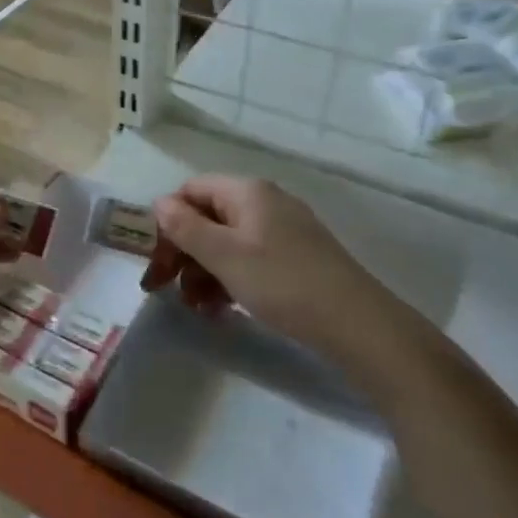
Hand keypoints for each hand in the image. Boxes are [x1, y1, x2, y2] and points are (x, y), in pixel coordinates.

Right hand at [142, 175, 408, 363]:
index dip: (167, 223)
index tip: (157, 263)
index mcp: (246, 192)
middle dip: (183, 253)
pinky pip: (250, 260)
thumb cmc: (282, 283)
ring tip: (197, 308)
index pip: (190, 191)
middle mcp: (265, 202)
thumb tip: (160, 203)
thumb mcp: (224, 256)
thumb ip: (185, 227)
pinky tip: (223, 310)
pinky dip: (230, 280)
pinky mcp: (297, 258)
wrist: (359, 326)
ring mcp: (284, 231)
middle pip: (207, 218)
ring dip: (204, 272)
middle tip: (164, 290)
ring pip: (227, 243)